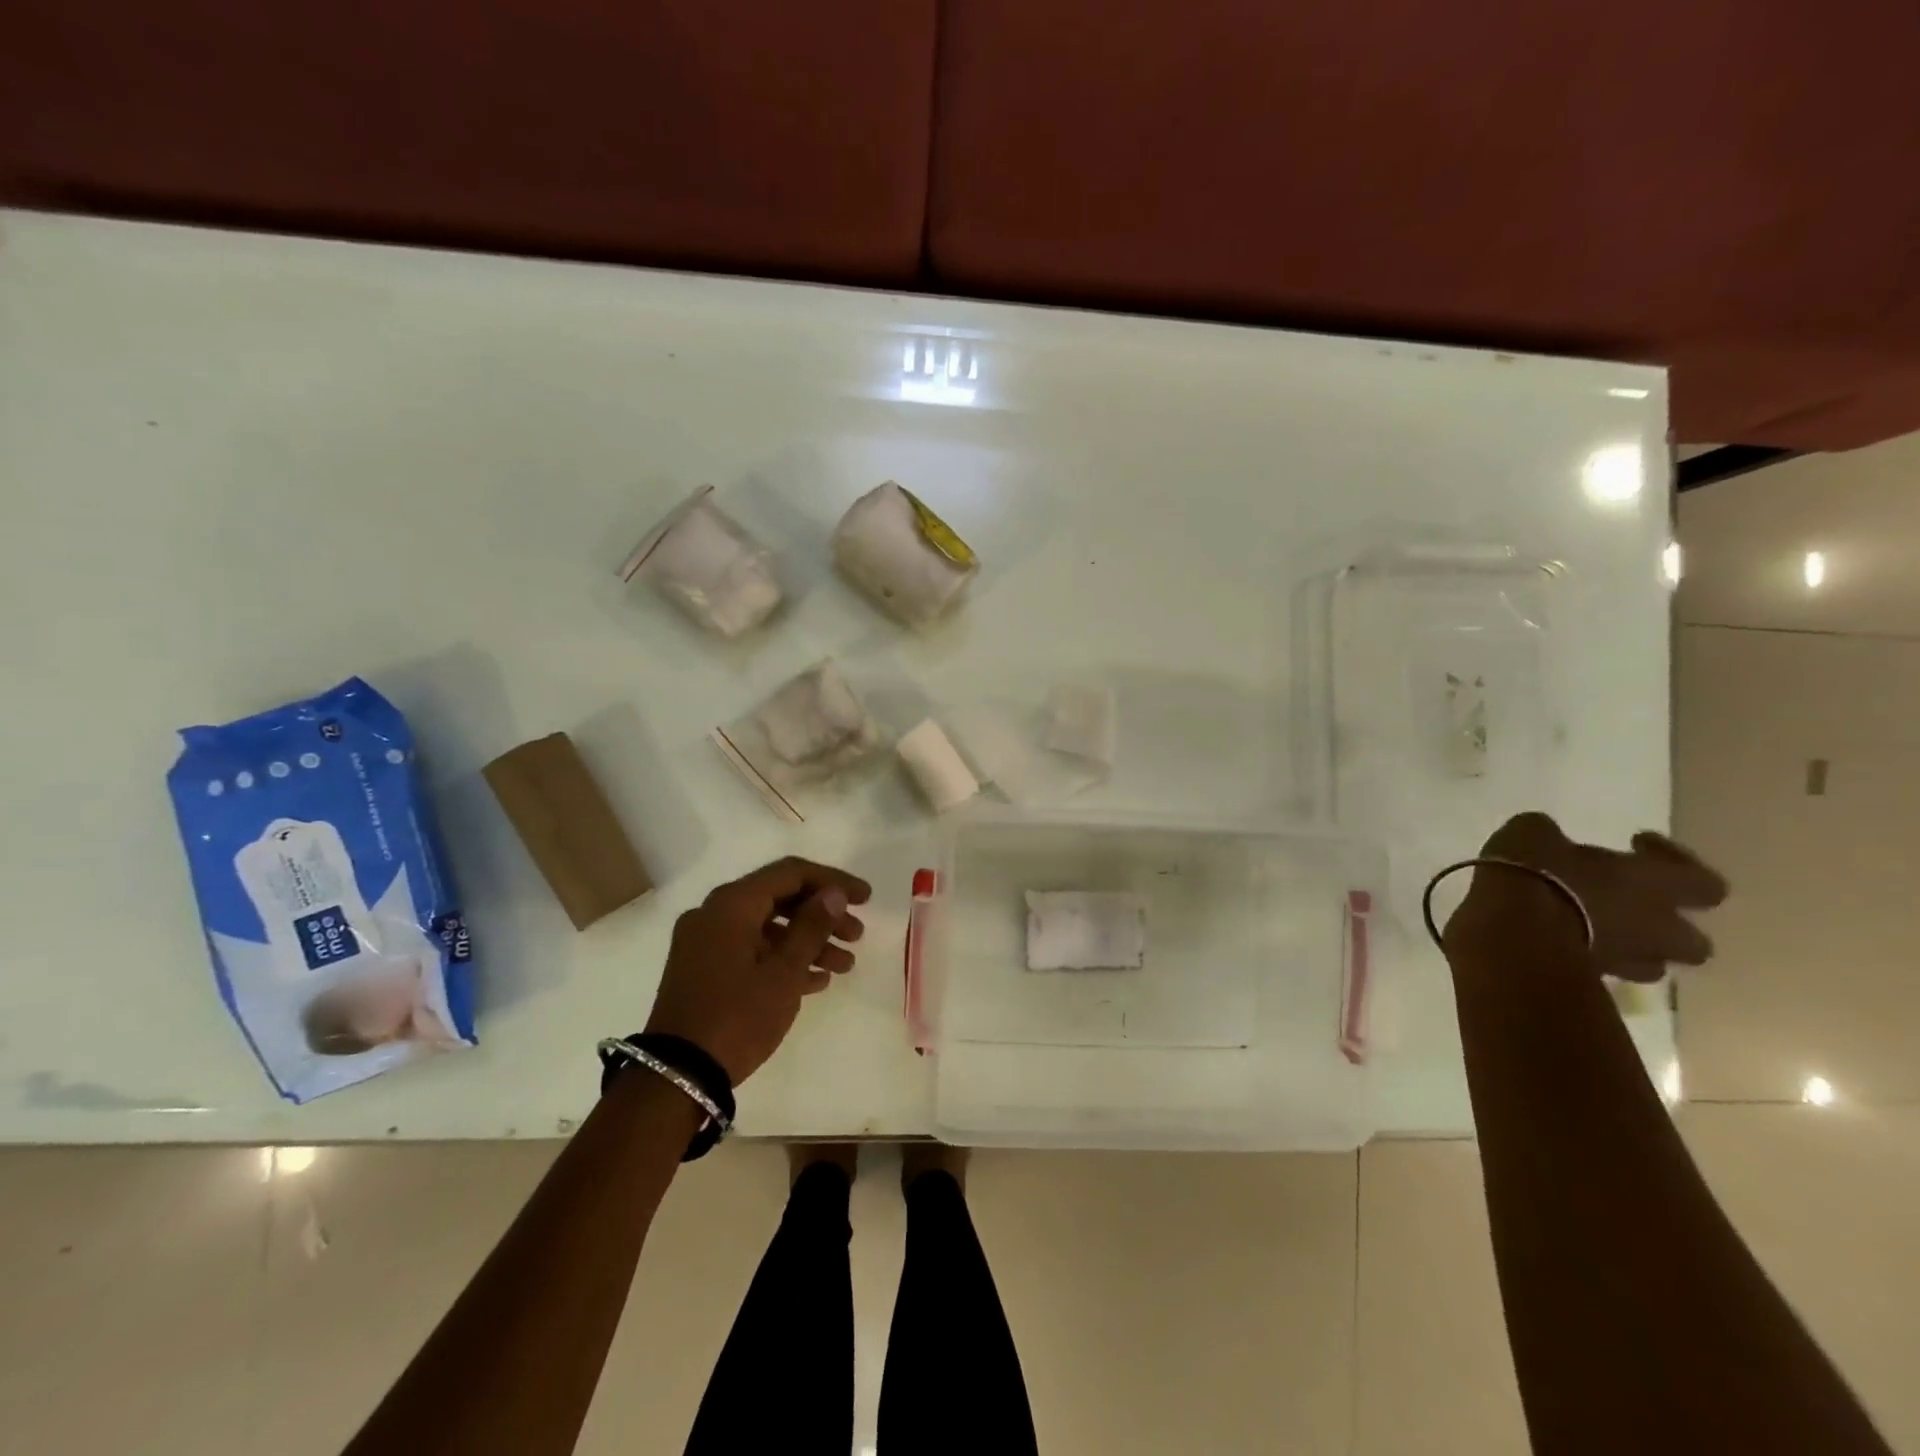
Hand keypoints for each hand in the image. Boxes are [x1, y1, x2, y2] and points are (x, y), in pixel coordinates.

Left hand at [644, 857, 870, 1084]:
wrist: (678, 1077)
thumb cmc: (737, 1017)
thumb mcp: (784, 972)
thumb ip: (812, 926)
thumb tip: (834, 893)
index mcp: (731, 904)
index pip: (791, 873)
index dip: (833, 881)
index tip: (866, 898)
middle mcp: (714, 913)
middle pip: (780, 899)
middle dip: (823, 915)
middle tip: (857, 935)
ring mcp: (706, 943)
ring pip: (768, 927)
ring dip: (808, 941)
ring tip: (845, 966)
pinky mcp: (704, 970)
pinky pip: (751, 950)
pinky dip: (783, 959)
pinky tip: (817, 981)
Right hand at [1449, 812, 1728, 981]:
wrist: (1511, 930)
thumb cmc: (1536, 874)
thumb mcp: (1532, 834)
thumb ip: (1551, 837)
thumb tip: (1548, 840)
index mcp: (1654, 885)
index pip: (1705, 882)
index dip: (1677, 862)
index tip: (1635, 844)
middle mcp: (1654, 928)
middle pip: (1695, 942)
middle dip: (1667, 926)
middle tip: (1630, 905)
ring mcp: (1624, 959)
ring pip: (1650, 963)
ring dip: (1631, 947)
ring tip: (1596, 929)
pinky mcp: (1590, 978)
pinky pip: (1603, 970)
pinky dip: (1591, 957)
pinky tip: (1559, 939)